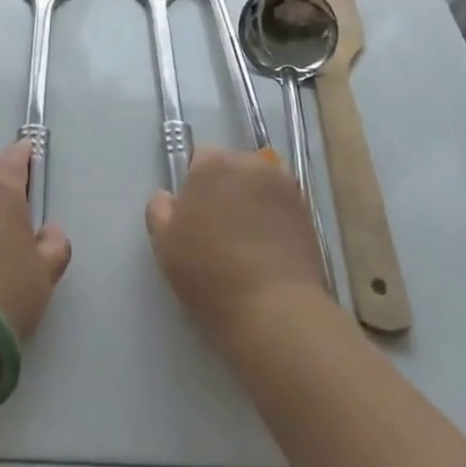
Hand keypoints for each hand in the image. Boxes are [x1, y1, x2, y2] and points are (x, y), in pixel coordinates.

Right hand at [146, 147, 329, 349]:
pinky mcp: (306, 212)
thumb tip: (167, 196)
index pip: (199, 158)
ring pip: (258, 185)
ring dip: (250, 200)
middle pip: (232, 166)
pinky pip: (279, 205)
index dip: (194, 184)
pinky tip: (267, 248)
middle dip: (224, 187)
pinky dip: (272, 217)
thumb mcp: (165, 243)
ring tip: (246, 239)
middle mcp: (251, 164)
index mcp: (213, 164)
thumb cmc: (209, 272)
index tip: (193, 214)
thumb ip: (159, 209)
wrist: (274, 308)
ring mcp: (284, 187)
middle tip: (218, 227)